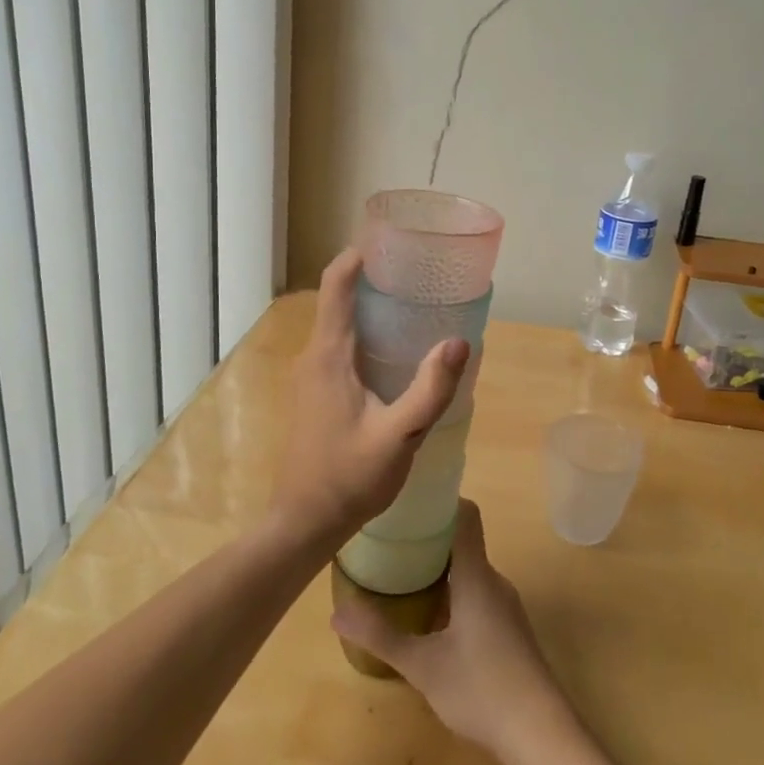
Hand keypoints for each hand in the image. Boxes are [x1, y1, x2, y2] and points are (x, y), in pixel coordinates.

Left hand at [271, 250, 469, 548]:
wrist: (305, 521)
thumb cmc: (349, 477)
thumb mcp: (399, 436)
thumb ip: (429, 390)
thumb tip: (458, 342)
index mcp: (328, 355)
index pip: (335, 284)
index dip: (359, 256)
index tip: (392, 243)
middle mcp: (314, 356)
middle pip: (339, 299)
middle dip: (375, 279)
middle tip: (419, 275)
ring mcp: (311, 375)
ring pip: (340, 324)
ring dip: (371, 308)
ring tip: (416, 306)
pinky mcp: (315, 392)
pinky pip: (340, 347)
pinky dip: (366, 334)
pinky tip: (397, 352)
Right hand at [331, 500, 571, 761]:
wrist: (542, 736)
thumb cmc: (481, 689)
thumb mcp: (422, 665)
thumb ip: (380, 636)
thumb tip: (336, 611)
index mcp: (477, 575)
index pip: (465, 515)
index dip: (440, 500)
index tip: (408, 501)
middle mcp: (494, 582)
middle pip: (462, 543)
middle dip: (427, 540)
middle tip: (389, 543)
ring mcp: (505, 608)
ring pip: (469, 573)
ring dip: (439, 570)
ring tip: (401, 577)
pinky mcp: (509, 632)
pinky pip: (477, 596)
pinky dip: (452, 594)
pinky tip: (429, 619)